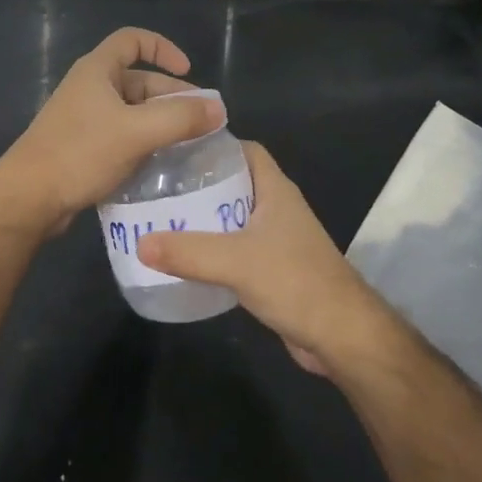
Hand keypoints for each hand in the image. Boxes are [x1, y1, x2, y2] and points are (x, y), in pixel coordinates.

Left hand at [0, 27, 224, 235]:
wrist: (29, 198)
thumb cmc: (80, 153)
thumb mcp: (136, 132)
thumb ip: (180, 118)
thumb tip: (219, 110)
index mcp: (97, 70)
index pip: (133, 40)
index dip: (163, 48)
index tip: (188, 72)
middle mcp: (90, 88)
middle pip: (139, 80)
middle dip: (172, 97)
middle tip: (202, 122)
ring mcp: (85, 119)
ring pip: (133, 112)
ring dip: (161, 123)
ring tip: (189, 146)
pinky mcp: (83, 147)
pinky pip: (122, 136)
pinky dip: (144, 143)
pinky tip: (162, 165)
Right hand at [138, 143, 395, 374]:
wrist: (342, 336)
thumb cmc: (295, 282)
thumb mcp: (236, 262)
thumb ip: (188, 252)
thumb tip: (140, 243)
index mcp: (275, 189)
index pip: (244, 150)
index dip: (213, 145)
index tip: (175, 150)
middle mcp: (277, 207)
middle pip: (234, 182)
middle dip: (199, 183)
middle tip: (158, 187)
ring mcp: (277, 239)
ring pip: (233, 217)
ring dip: (204, 218)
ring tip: (163, 219)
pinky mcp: (274, 268)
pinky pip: (236, 248)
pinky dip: (213, 249)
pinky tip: (186, 258)